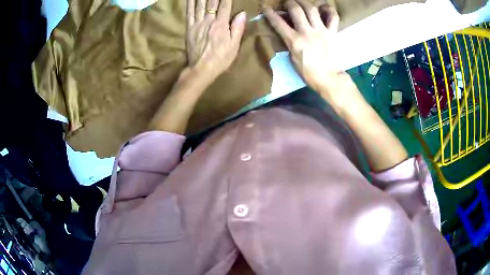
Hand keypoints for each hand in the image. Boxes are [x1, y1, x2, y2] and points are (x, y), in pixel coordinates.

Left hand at [186, 0, 245, 80]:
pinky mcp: (189, 28)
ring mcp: (197, 23)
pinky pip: (189, 13)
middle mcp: (208, 20)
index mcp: (221, 24)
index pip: (225, 5)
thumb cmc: (221, 59)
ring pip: (200, 4)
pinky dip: (189, 3)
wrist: (201, 69)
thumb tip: (242, 13)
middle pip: (212, 2)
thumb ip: (237, 28)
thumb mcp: (234, 45)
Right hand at [264, 0, 340, 91]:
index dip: (270, 13)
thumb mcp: (293, 59)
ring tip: (301, 2)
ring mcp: (321, 31)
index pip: (278, 23)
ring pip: (312, 9)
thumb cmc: (308, 73)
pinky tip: (324, 8)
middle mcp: (307, 32)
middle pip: (296, 10)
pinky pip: (333, 17)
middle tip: (287, 2)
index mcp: (294, 41)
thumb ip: (289, 43)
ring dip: (304, 2)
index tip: (266, 6)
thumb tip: (287, 33)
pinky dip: (329, 10)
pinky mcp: (332, 33)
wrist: (329, 79)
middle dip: (289, 3)